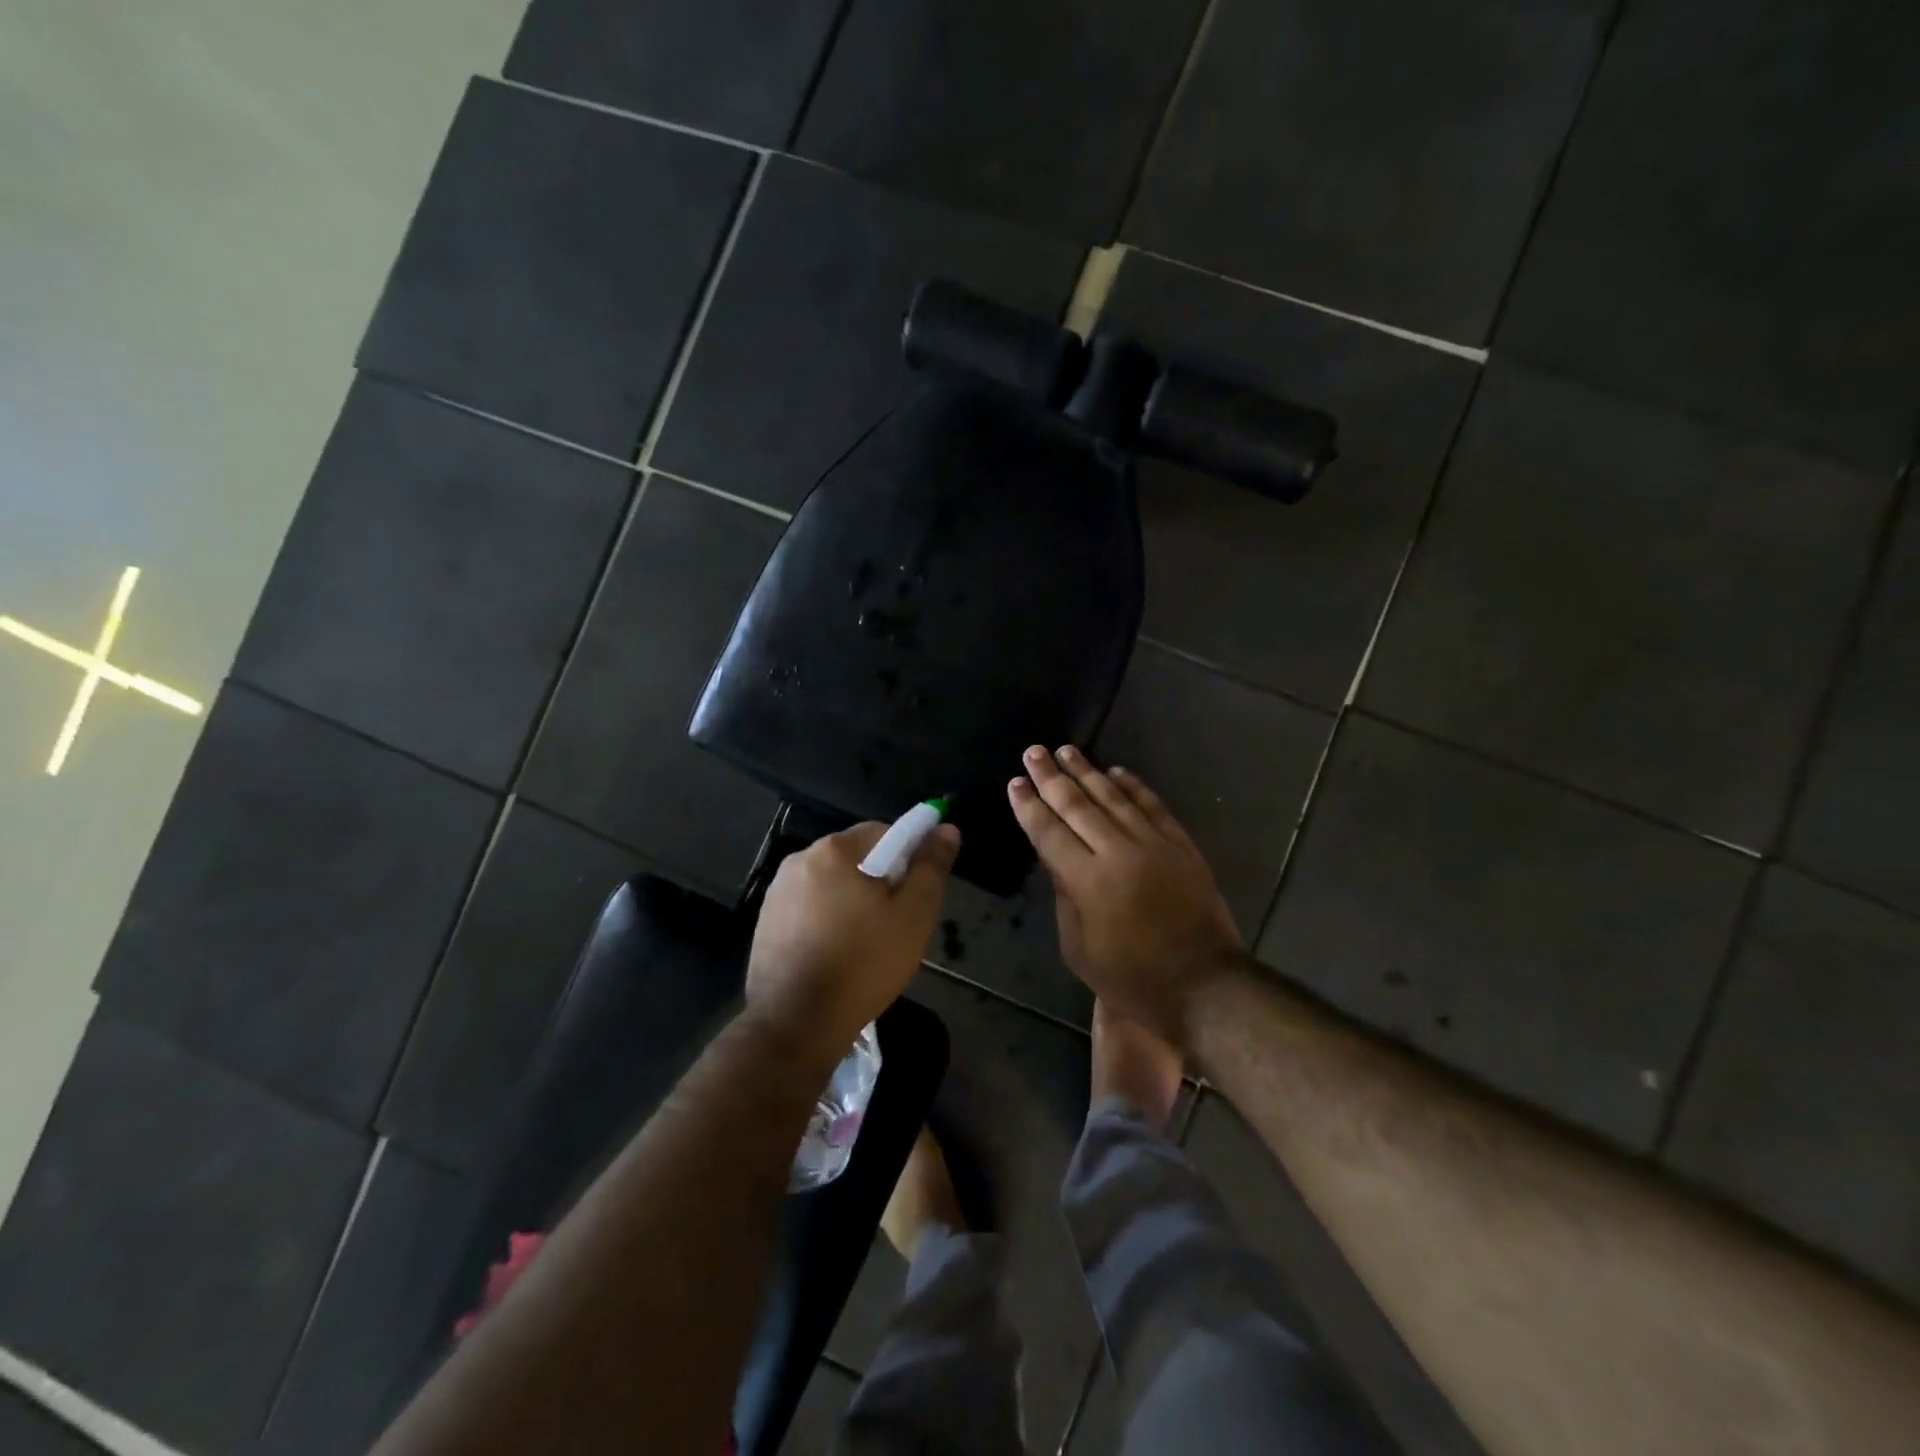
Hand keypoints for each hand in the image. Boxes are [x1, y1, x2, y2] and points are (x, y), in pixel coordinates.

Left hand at [746, 821, 960, 1057]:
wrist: (795, 1024)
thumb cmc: (862, 964)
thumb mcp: (913, 915)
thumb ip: (931, 868)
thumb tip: (946, 828)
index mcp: (833, 850)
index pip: (883, 832)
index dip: (907, 858)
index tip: (914, 896)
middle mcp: (799, 861)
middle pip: (855, 859)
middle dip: (879, 883)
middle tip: (895, 925)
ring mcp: (777, 893)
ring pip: (832, 886)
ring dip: (852, 904)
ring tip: (866, 947)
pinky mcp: (766, 924)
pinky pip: (809, 910)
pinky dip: (827, 924)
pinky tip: (836, 958)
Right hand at [1009, 746, 1242, 1048]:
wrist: (1204, 983)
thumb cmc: (1132, 977)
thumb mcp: (1079, 948)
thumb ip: (1064, 897)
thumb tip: (1055, 858)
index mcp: (1087, 882)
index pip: (1049, 833)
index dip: (1029, 807)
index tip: (1015, 783)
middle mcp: (1118, 852)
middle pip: (1078, 806)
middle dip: (1051, 777)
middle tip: (1033, 752)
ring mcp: (1153, 844)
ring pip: (1113, 798)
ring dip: (1087, 772)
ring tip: (1066, 750)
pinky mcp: (1180, 844)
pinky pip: (1152, 805)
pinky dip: (1132, 785)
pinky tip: (1116, 771)